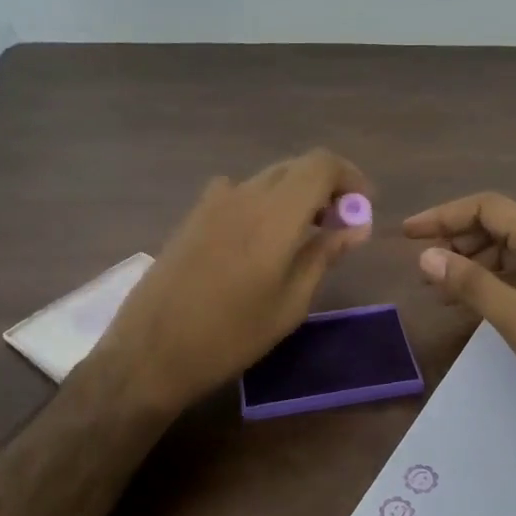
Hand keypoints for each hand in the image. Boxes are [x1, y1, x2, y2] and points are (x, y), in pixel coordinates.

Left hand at [100, 149, 373, 411]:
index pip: (322, 164)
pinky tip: (261, 240)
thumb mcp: (290, 303)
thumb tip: (357, 226)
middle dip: (326, 186)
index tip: (363, 207)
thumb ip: (324, 254)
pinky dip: (264, 203)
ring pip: (268, 179)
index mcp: (275, 214)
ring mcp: (213, 202)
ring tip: (305, 235)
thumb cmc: (232, 335)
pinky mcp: (193, 216)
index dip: (350, 177)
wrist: (152, 352)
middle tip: (340, 224)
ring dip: (295, 195)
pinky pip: (240, 193)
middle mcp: (245, 195)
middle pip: (296, 167)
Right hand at [405, 193, 515, 437]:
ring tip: (438, 290)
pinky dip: (490, 284)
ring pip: (507, 253)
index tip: (408, 235)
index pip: (487, 207)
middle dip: (455, 240)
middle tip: (422, 268)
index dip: (443, 215)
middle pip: (496, 226)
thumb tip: (427, 256)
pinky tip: (471, 306)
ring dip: (470, 264)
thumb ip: (472, 284)